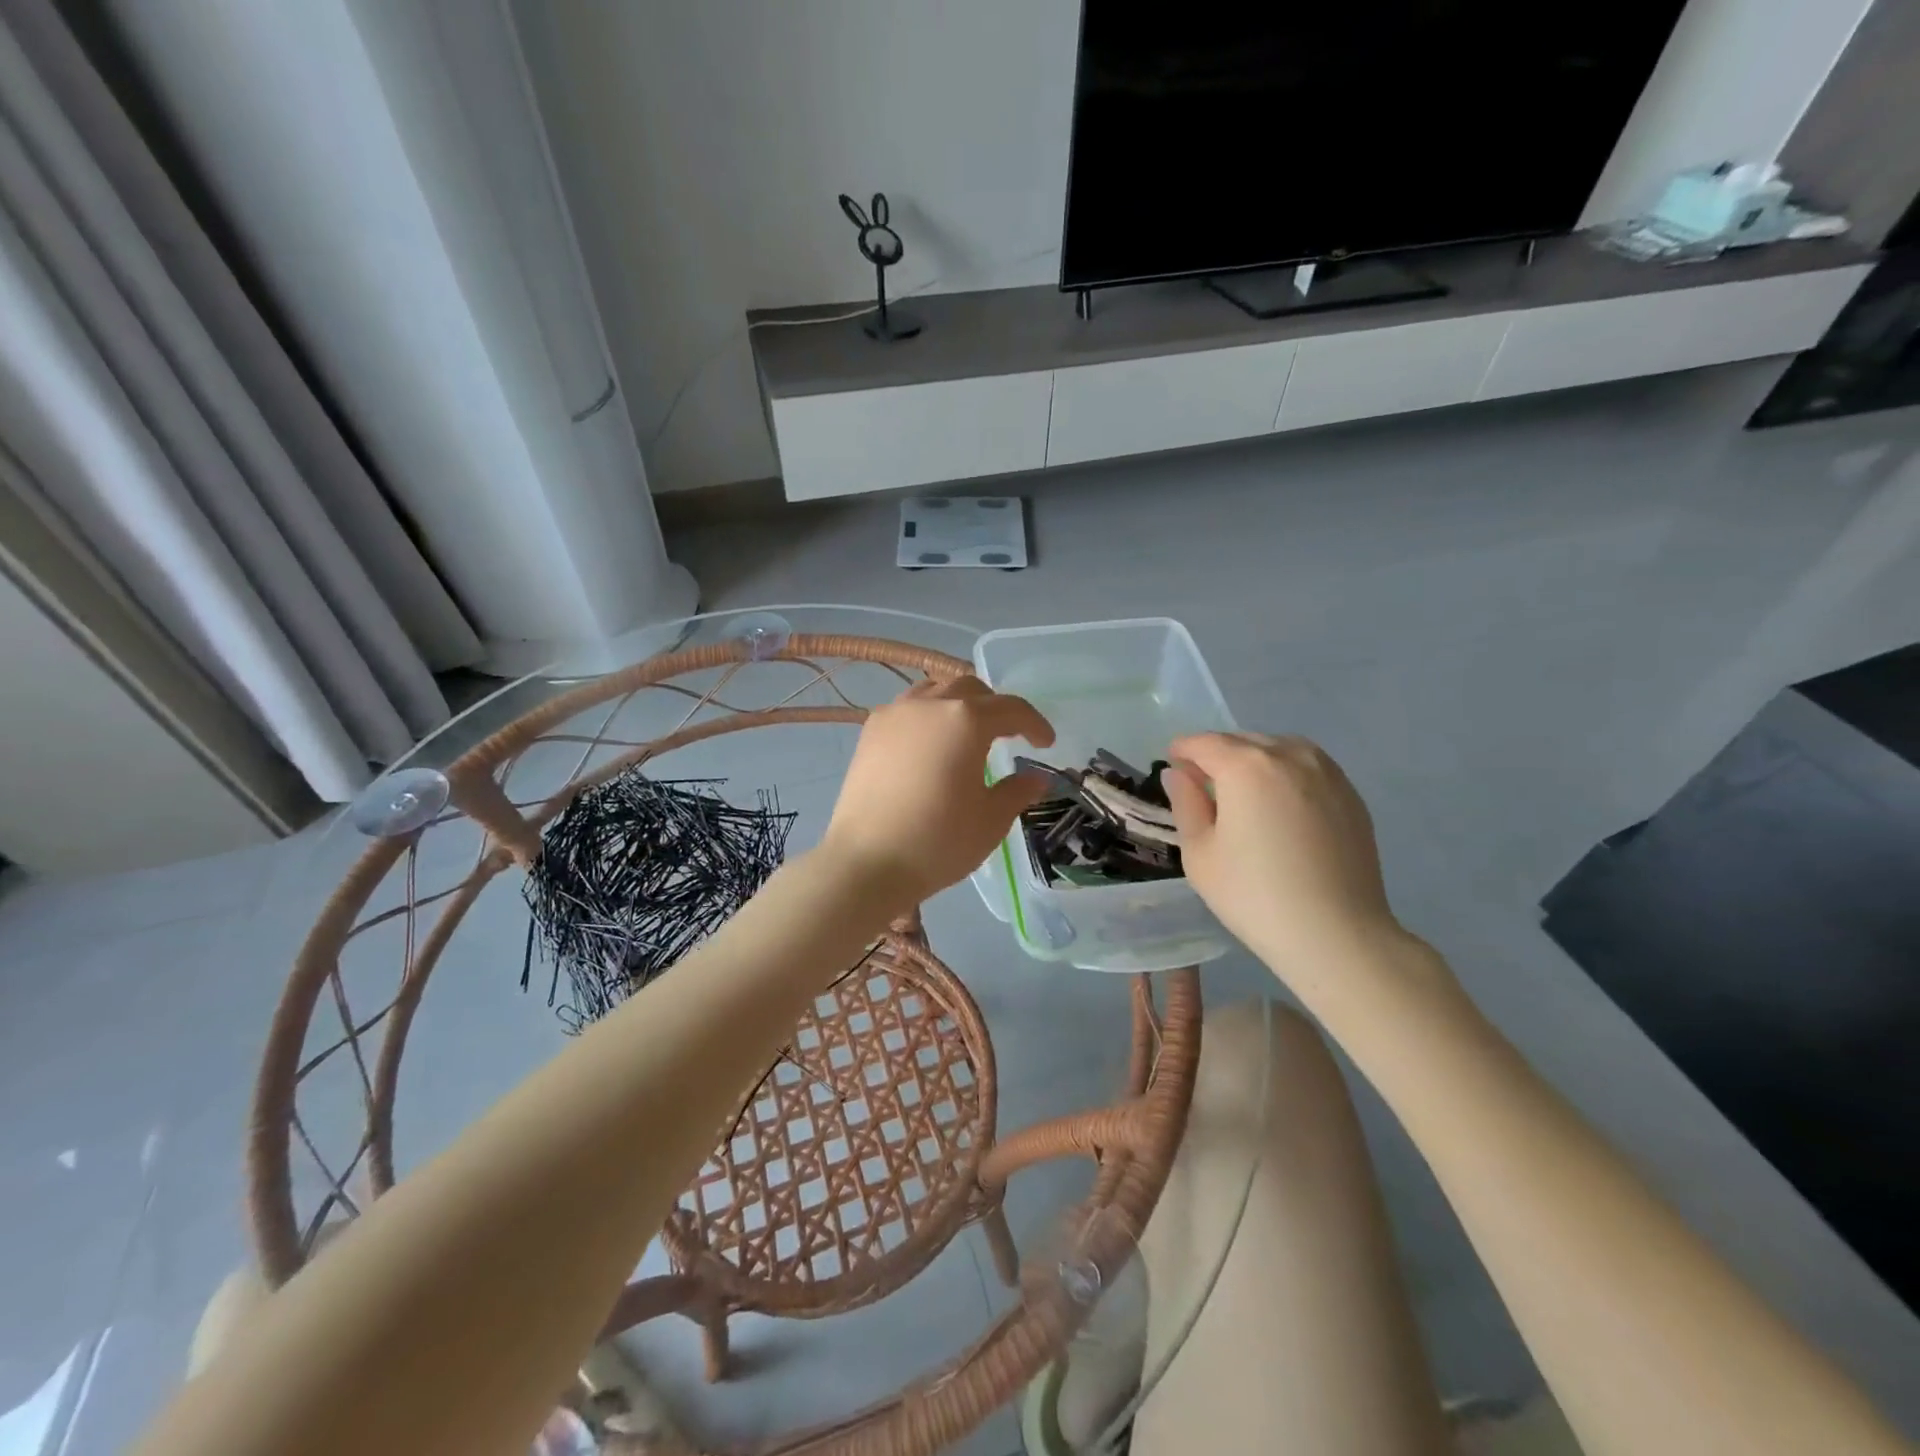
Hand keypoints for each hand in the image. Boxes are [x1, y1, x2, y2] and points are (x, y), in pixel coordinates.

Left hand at [822, 676, 1054, 908]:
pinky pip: (908, 708)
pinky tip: (930, 745)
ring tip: (967, 733)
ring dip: (959, 704)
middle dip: (995, 707)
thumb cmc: (938, 841)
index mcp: (966, 720)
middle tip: (1008, 735)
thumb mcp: (991, 820)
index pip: (1011, 708)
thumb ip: (1017, 791)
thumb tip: (1036, 778)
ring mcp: (895, 714)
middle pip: (971, 689)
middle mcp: (930, 704)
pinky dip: (928, 716)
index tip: (1045, 743)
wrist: (866, 862)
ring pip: (935, 691)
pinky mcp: (870, 732)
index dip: (1034, 723)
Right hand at [1164, 734, 1408, 988]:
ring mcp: (1327, 772)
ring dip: (1254, 760)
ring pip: (1279, 749)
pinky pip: (1308, 767)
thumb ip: (1186, 803)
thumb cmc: (1253, 895)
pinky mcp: (1350, 794)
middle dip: (1218, 755)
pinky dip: (1286, 774)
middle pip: (1242, 741)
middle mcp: (1289, 756)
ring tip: (1244, 794)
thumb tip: (1178, 774)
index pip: (1204, 743)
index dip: (1182, 751)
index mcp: (1246, 766)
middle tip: (1204, 787)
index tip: (1173, 767)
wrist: (1336, 934)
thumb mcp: (1200, 853)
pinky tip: (1281, 807)